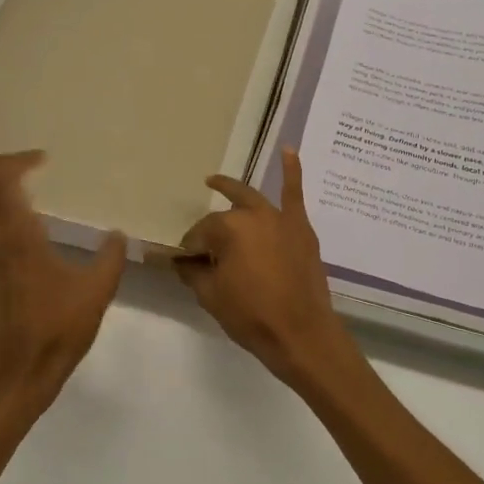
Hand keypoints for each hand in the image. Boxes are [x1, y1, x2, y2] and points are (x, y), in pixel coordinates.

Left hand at [0, 150, 126, 425]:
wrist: (23, 370)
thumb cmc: (60, 329)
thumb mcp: (98, 291)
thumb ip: (111, 257)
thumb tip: (118, 234)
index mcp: (19, 241)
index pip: (4, 185)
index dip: (18, 163)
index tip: (43, 158)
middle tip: (22, 161)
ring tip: (5, 180)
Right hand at [176, 148, 360, 388]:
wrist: (301, 333)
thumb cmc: (251, 315)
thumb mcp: (211, 296)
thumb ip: (193, 273)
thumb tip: (182, 261)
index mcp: (228, 228)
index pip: (200, 234)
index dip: (191, 251)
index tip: (186, 265)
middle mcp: (253, 215)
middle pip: (222, 217)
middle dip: (208, 228)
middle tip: (198, 243)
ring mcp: (280, 219)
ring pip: (251, 200)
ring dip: (232, 192)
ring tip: (213, 181)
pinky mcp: (301, 228)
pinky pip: (295, 193)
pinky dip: (292, 170)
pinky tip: (289, 150)